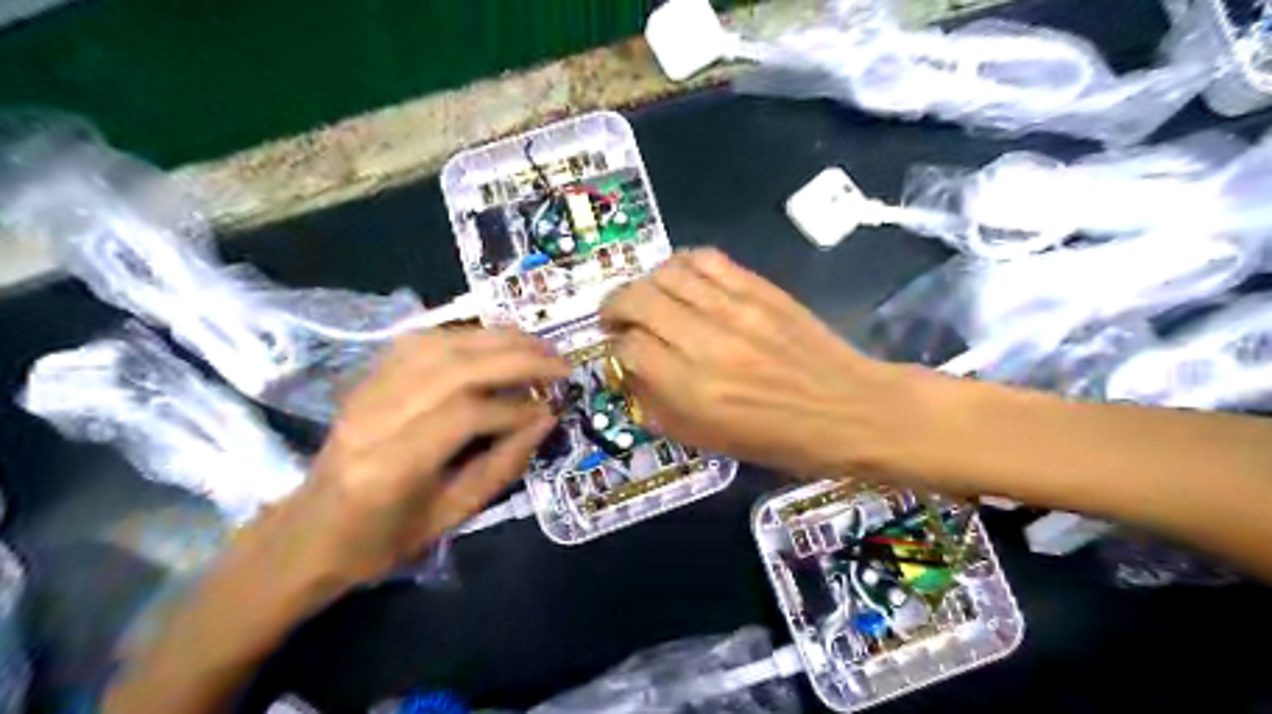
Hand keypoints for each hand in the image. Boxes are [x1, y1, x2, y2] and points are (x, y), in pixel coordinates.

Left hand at [296, 330, 563, 583]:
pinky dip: (467, 335)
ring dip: (498, 339)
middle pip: (454, 367)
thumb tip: (546, 419)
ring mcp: (365, 389)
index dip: (515, 408)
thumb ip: (502, 465)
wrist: (310, 531)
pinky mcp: (367, 376)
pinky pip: (421, 340)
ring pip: (440, 344)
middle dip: (516, 359)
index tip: (551, 409)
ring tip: (538, 346)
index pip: (463, 413)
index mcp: (389, 466)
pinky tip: (495, 341)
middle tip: (560, 364)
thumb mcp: (451, 516)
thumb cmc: (382, 539)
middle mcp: (374, 416)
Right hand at [600, 249, 902, 480]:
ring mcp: (736, 309)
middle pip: (638, 301)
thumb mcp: (708, 440)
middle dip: (615, 306)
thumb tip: (631, 367)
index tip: (622, 352)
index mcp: (693, 391)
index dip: (616, 348)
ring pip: (667, 274)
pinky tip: (681, 280)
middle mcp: (707, 344)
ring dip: (645, 283)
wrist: (850, 410)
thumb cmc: (779, 439)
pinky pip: (706, 259)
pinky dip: (682, 264)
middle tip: (617, 318)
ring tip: (647, 297)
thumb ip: (660, 403)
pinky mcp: (760, 288)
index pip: (629, 348)